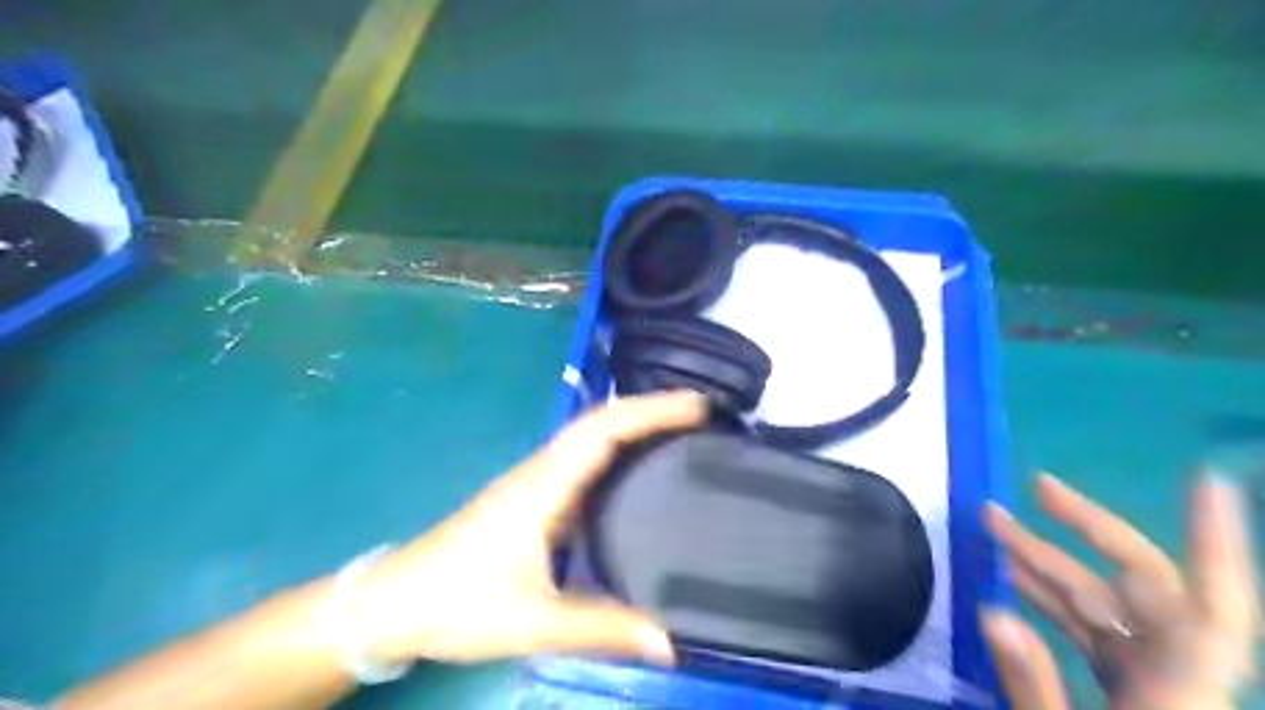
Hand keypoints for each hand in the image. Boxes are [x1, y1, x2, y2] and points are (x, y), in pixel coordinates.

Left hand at [341, 393, 706, 665]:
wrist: (394, 603)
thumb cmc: (458, 604)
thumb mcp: (534, 622)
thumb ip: (602, 628)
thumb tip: (670, 642)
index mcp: (544, 487)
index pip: (604, 431)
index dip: (651, 412)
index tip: (696, 407)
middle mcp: (542, 472)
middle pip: (600, 421)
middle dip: (650, 408)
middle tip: (701, 413)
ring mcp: (535, 481)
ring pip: (589, 435)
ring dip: (633, 422)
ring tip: (681, 429)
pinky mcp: (532, 496)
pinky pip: (582, 458)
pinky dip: (616, 447)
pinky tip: (637, 466)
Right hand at [977, 472, 1254, 709]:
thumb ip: (1032, 686)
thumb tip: (992, 610)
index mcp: (1179, 693)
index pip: (1214, 610)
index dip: (1214, 545)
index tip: (1204, 481)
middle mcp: (1176, 677)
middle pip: (1143, 585)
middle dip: (1083, 530)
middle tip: (1030, 491)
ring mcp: (1153, 683)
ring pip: (1108, 603)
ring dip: (1049, 562)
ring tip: (993, 527)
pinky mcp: (1133, 692)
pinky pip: (1092, 630)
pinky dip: (1050, 600)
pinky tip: (1011, 582)